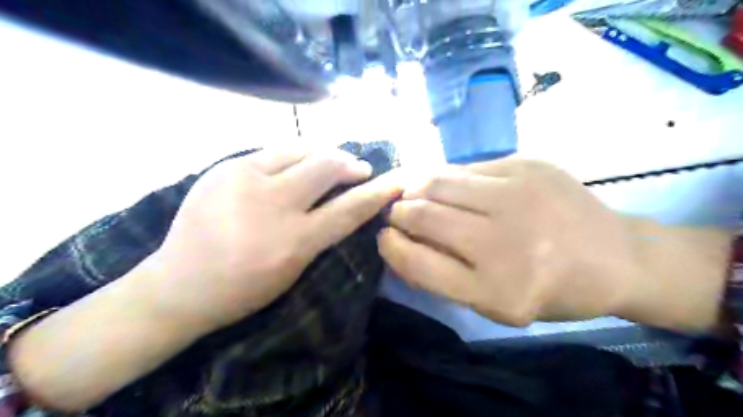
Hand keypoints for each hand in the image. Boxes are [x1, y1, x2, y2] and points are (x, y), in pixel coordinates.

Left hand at [151, 148, 404, 330]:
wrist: (179, 284)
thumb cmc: (244, 288)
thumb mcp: (294, 269)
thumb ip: (322, 233)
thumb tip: (346, 201)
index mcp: (293, 241)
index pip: (349, 209)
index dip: (377, 193)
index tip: (395, 181)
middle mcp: (272, 204)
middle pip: (327, 167)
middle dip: (351, 164)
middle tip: (359, 169)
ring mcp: (244, 180)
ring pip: (300, 149)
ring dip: (325, 153)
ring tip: (332, 160)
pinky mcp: (225, 167)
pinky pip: (273, 150)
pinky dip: (295, 154)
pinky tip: (299, 161)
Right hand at [380, 158, 642, 325]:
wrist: (617, 257)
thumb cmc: (551, 291)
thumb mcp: (493, 305)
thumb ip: (441, 277)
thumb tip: (397, 245)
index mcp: (494, 290)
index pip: (415, 261)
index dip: (390, 246)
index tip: (385, 238)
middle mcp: (503, 241)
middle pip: (421, 214)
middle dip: (398, 213)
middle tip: (398, 214)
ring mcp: (517, 195)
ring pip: (437, 181)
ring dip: (415, 188)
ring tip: (415, 194)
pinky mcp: (527, 165)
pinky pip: (466, 167)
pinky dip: (446, 177)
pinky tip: (450, 186)